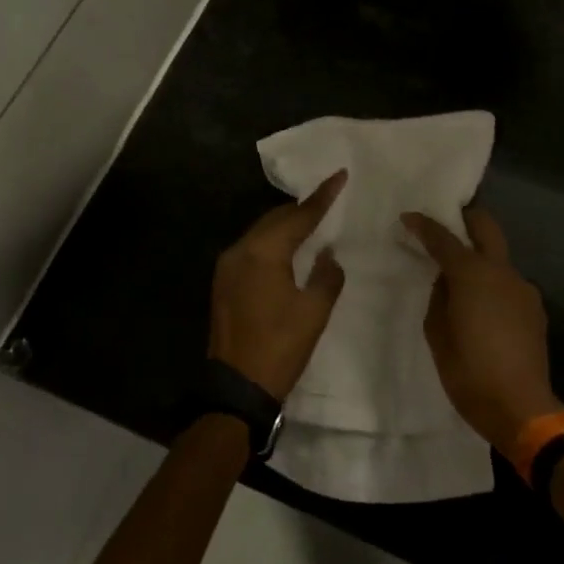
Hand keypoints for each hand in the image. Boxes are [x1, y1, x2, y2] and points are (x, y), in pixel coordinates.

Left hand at [209, 172, 347, 399]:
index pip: (298, 216)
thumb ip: (326, 276)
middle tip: (328, 200)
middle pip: (275, 219)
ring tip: (312, 221)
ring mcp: (227, 266)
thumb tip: (327, 255)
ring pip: (260, 232)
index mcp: (263, 253)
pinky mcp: (224, 282)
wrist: (236, 388)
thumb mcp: (314, 312)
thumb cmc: (280, 348)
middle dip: (301, 209)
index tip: (339, 175)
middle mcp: (240, 250)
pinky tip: (287, 249)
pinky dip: (272, 242)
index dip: (322, 197)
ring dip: (285, 225)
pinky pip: (251, 249)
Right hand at [403, 208, 559, 457]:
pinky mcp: (535, 309)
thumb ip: (439, 298)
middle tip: (446, 224)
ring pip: (499, 258)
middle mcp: (501, 272)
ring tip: (461, 281)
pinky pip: (508, 284)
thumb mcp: (438, 334)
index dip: (423, 225)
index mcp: (472, 274)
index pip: (443, 238)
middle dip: (466, 218)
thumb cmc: (469, 372)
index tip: (408, 218)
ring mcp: (523, 288)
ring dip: (480, 257)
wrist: (521, 408)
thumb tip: (446, 282)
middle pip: (486, 227)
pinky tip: (482, 310)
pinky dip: (492, 284)